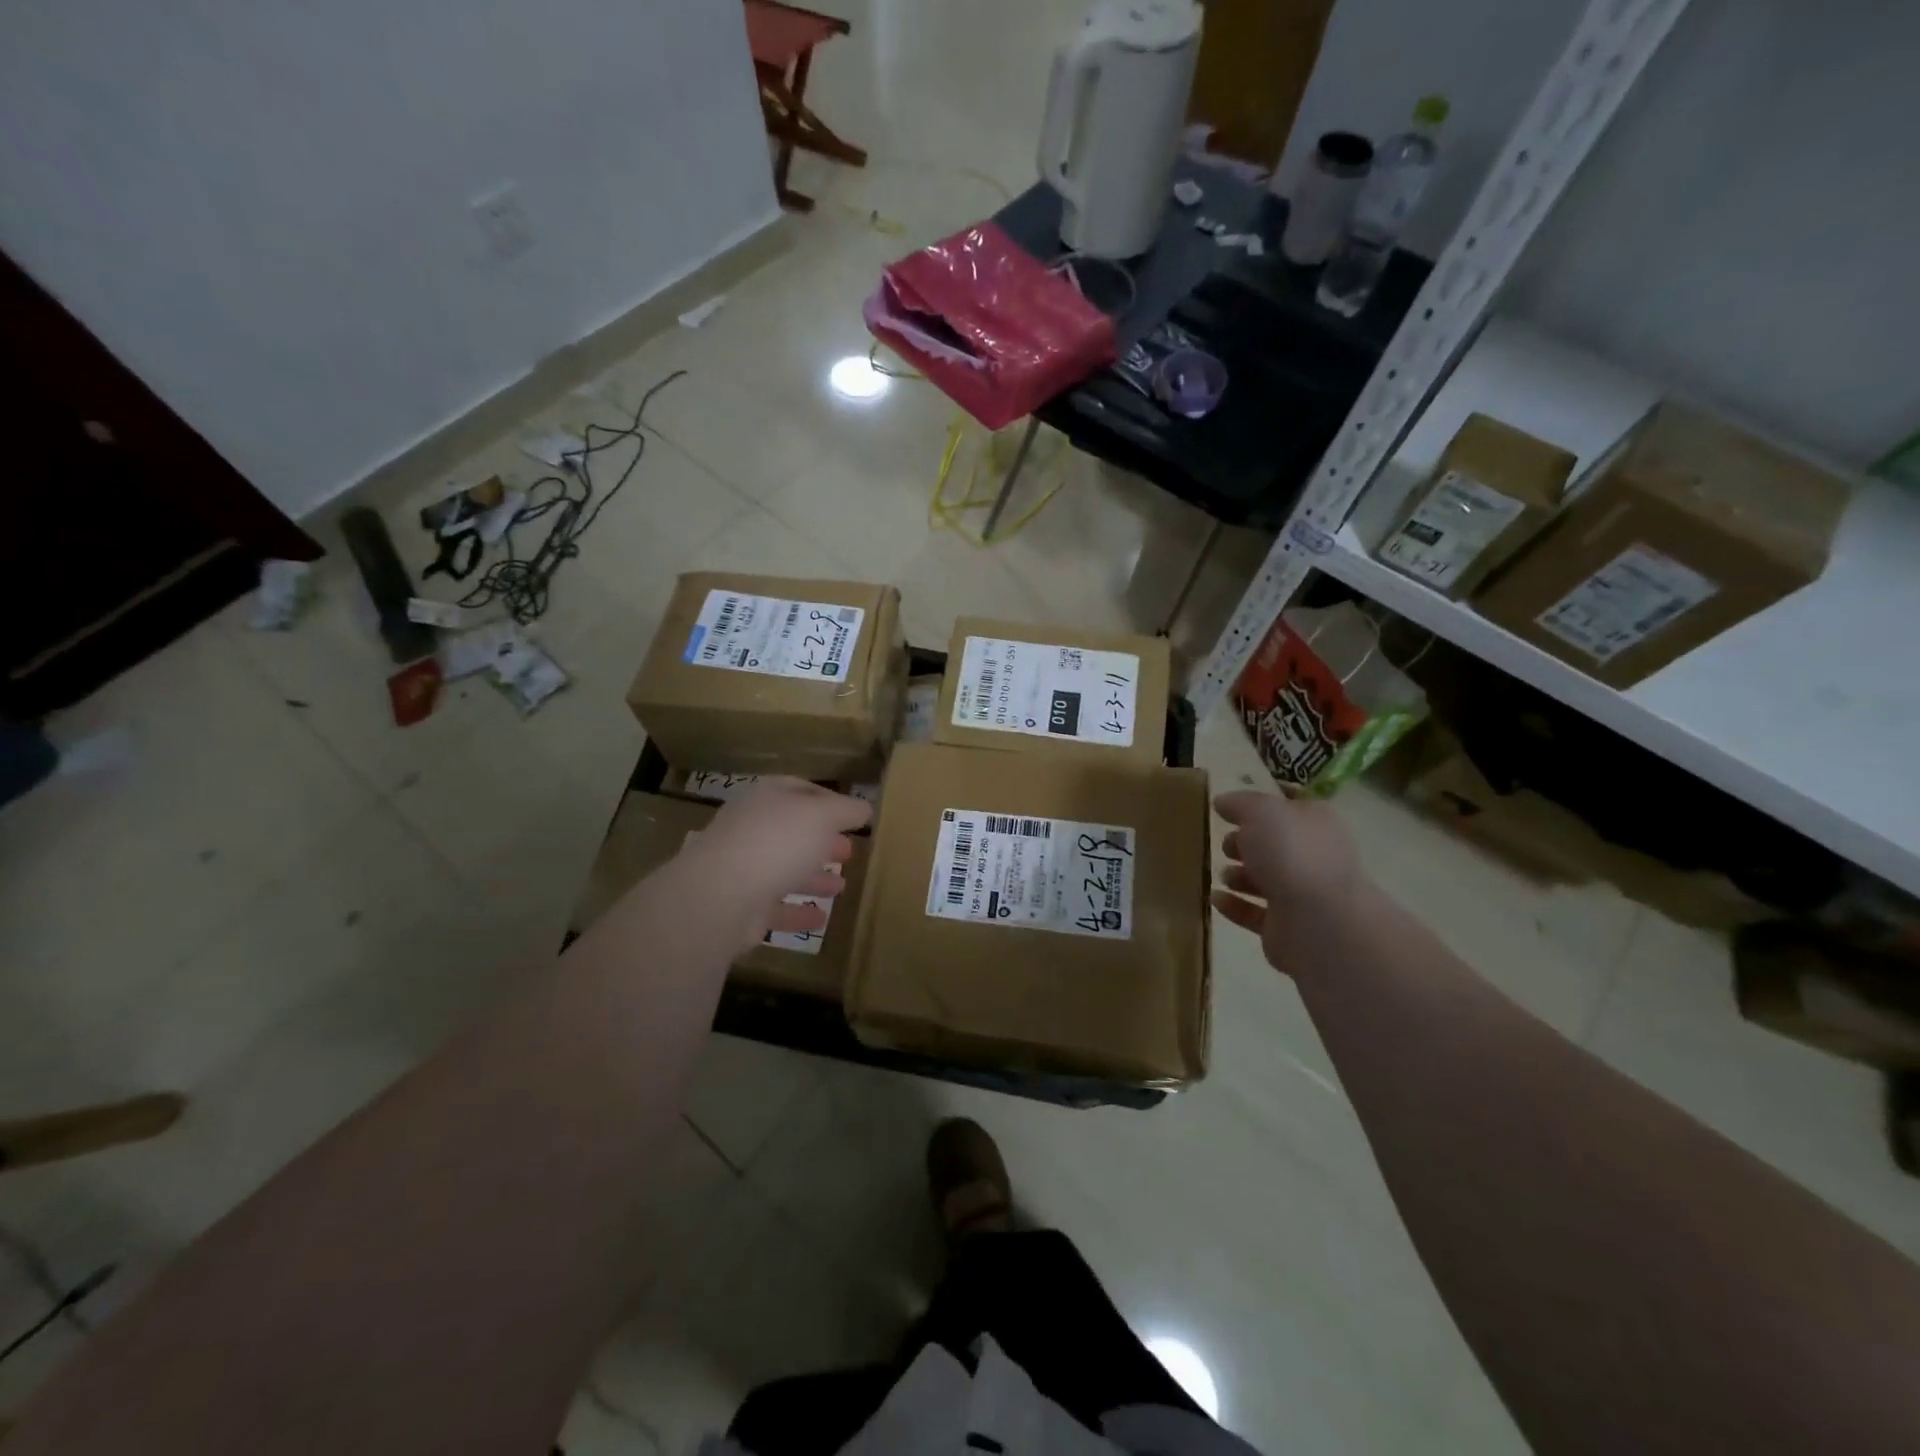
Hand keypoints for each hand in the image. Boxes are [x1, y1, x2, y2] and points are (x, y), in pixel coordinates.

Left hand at [678, 778, 871, 949]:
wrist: (721, 896)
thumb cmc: (777, 842)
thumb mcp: (823, 816)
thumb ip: (847, 810)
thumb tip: (865, 808)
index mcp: (767, 797)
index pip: (801, 790)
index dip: (829, 800)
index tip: (854, 816)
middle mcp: (752, 828)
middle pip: (793, 831)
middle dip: (822, 840)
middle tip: (849, 851)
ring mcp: (743, 867)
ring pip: (784, 869)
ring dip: (813, 876)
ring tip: (842, 886)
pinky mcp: (741, 906)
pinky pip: (776, 906)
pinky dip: (798, 911)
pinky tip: (822, 918)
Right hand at [1212, 790, 1364, 969]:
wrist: (1318, 922)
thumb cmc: (1291, 853)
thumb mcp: (1261, 811)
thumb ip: (1240, 803)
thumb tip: (1222, 802)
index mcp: (1315, 823)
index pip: (1289, 806)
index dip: (1261, 804)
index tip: (1230, 807)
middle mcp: (1313, 857)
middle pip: (1275, 845)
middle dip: (1247, 843)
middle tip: (1225, 845)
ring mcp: (1302, 895)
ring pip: (1266, 880)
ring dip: (1240, 876)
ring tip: (1221, 874)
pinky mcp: (1286, 927)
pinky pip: (1255, 913)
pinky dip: (1234, 905)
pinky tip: (1215, 898)